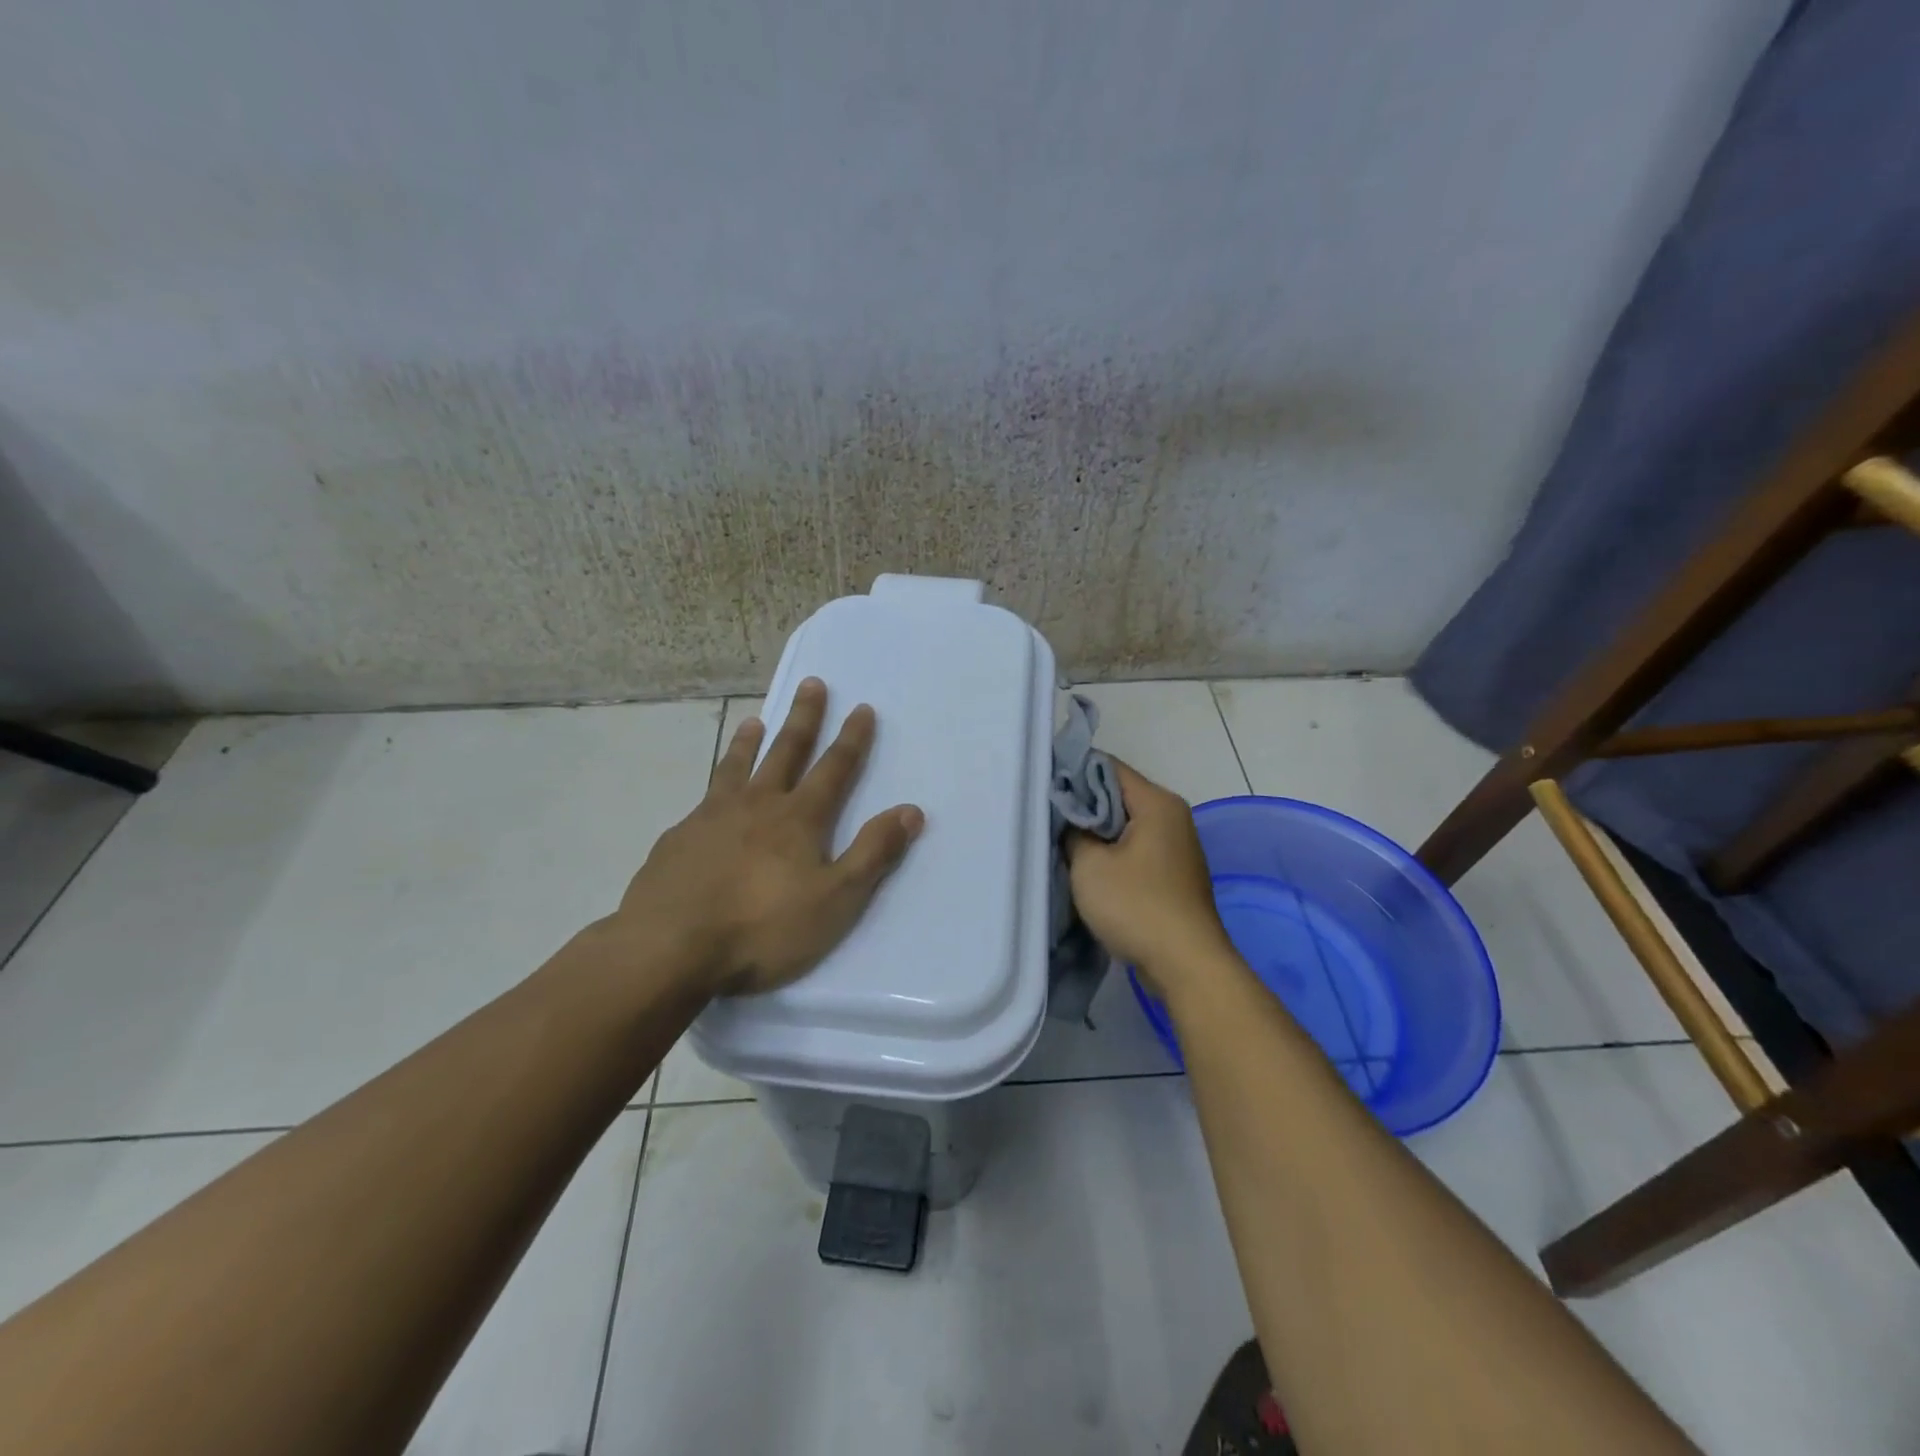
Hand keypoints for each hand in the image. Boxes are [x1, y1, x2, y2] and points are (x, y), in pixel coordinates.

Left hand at [612, 678, 924, 996]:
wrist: (669, 947)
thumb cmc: (762, 927)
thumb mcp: (835, 899)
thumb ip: (873, 853)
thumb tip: (911, 811)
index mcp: (798, 818)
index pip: (834, 768)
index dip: (852, 739)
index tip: (862, 708)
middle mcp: (756, 805)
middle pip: (785, 752)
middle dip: (803, 718)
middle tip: (812, 684)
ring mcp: (711, 818)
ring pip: (736, 767)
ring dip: (750, 741)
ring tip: (756, 720)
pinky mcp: (677, 839)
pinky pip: (702, 800)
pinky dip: (713, 786)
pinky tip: (708, 797)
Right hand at [1067, 760, 1232, 996]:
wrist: (1186, 965)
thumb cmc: (1136, 905)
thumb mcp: (1089, 865)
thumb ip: (1073, 832)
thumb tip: (1069, 820)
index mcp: (1157, 803)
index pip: (1108, 767)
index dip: (1072, 772)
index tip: (1042, 786)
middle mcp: (1173, 816)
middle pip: (1118, 795)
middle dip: (1082, 805)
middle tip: (1044, 816)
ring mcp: (1176, 846)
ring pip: (1125, 825)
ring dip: (1096, 833)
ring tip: (1060, 842)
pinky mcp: (1173, 874)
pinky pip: (1136, 849)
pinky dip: (1112, 854)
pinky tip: (1088, 868)